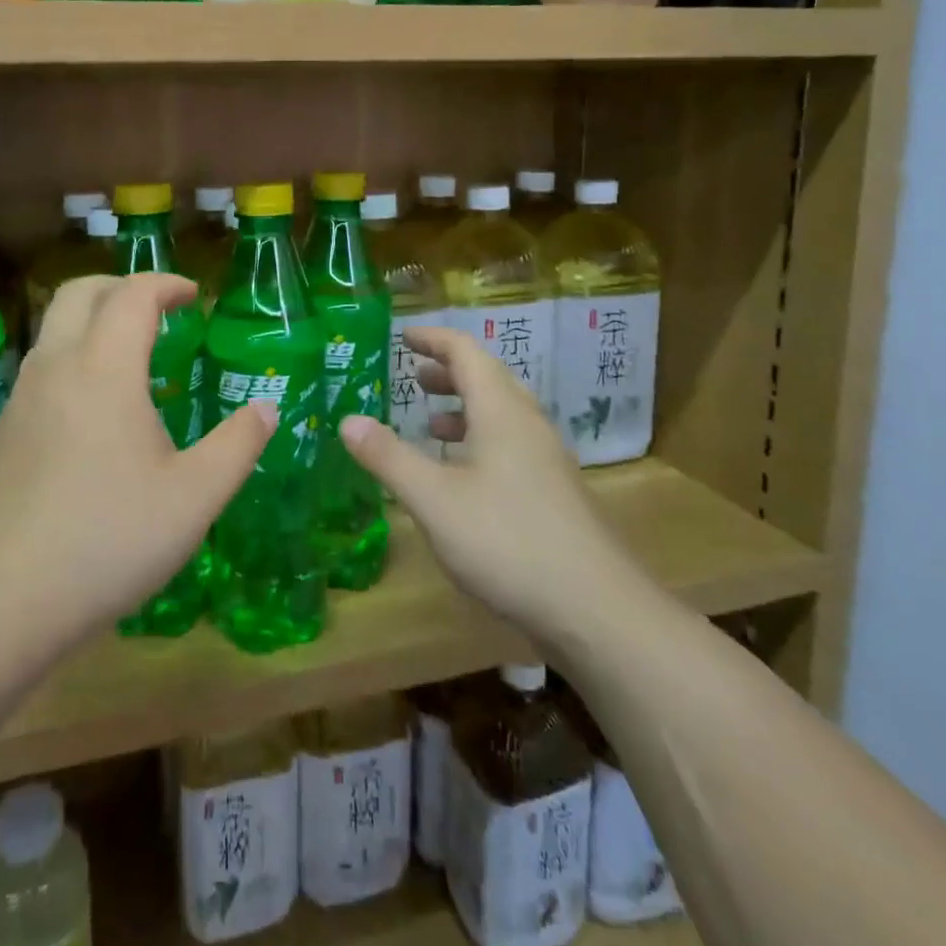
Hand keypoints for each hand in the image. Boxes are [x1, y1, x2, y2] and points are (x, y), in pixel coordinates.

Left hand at [0, 273, 274, 648]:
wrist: (4, 598)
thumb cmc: (110, 538)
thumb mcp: (195, 497)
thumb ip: (238, 445)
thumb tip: (266, 408)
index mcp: (105, 369)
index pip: (132, 295)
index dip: (165, 285)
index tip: (193, 297)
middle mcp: (57, 368)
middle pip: (80, 292)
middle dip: (122, 286)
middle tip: (158, 308)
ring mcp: (23, 398)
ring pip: (54, 327)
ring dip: (93, 318)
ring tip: (132, 352)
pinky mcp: (6, 430)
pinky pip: (43, 365)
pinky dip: (75, 354)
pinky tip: (96, 406)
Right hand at [338, 326, 618, 639]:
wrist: (597, 609)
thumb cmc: (508, 542)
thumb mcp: (434, 500)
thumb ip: (389, 458)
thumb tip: (348, 420)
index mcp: (501, 412)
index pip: (466, 352)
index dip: (433, 339)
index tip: (403, 336)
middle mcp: (528, 424)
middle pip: (488, 378)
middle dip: (448, 371)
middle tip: (413, 376)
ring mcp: (546, 459)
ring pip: (501, 414)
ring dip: (464, 407)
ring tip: (430, 423)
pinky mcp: (554, 491)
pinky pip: (511, 444)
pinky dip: (479, 439)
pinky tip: (462, 476)